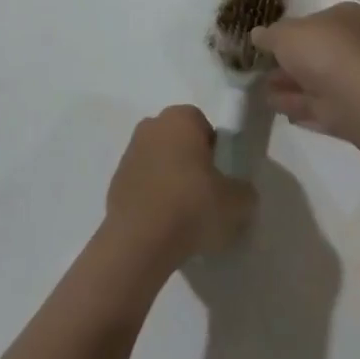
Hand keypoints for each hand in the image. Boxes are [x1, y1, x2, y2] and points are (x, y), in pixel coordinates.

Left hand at [106, 106, 256, 263]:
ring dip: (170, 179)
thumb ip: (244, 192)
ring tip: (183, 216)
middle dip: (190, 162)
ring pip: (159, 161)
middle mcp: (151, 126)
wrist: (140, 240)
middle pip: (178, 141)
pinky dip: (153, 198)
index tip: (220, 178)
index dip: (215, 151)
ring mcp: (129, 153)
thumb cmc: (192, 206)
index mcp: (180, 118)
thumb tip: (241, 193)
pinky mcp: (115, 182)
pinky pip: (143, 184)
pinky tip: (162, 224)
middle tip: (204, 195)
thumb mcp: (236, 202)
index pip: (203, 126)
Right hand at [251, 2, 359, 143]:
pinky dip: (295, 104)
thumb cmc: (319, 49)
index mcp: (345, 18)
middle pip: (314, 51)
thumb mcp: (283, 34)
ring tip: (261, 88)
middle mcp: (352, 45)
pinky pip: (314, 104)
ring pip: (313, 80)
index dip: (294, 28)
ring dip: (288, 84)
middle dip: (288, 61)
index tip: (273, 38)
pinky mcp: (346, 107)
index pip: (317, 19)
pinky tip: (274, 105)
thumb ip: (268, 35)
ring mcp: (350, 78)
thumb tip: (257, 35)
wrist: (349, 94)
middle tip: (263, 66)